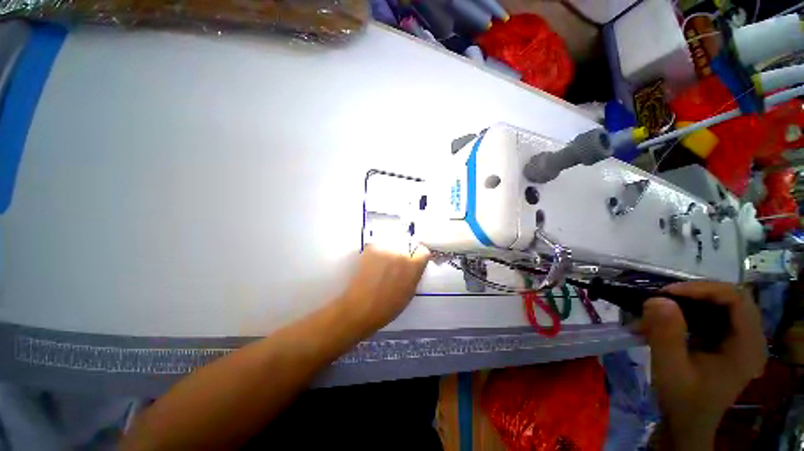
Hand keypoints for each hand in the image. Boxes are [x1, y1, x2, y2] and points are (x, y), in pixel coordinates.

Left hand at [340, 244, 429, 330]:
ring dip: (392, 250)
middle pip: (408, 245)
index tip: (415, 261)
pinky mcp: (371, 247)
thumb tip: (415, 265)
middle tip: (397, 264)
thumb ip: (415, 274)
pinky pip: (380, 244)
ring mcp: (385, 249)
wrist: (361, 308)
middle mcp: (401, 253)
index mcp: (413, 266)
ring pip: (393, 242)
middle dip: (405, 253)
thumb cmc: (388, 306)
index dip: (419, 256)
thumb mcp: (410, 291)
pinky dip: (380, 250)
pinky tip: (375, 262)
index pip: (423, 251)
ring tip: (385, 263)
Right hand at [641, 282, 765, 449]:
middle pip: (734, 298)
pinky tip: (675, 317)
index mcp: (747, 347)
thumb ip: (666, 334)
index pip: (737, 300)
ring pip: (725, 304)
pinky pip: (719, 315)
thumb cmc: (682, 399)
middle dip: (698, 292)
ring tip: (666, 305)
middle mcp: (753, 340)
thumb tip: (658, 299)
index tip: (668, 293)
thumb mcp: (670, 368)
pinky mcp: (732, 343)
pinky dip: (696, 309)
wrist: (687, 422)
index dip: (703, 289)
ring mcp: (744, 341)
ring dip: (695, 299)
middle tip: (665, 296)